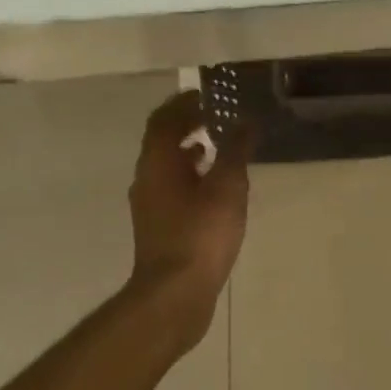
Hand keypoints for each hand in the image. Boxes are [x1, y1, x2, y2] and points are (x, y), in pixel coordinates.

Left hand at [126, 90, 251, 332]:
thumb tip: (244, 122)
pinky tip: (213, 187)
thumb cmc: (202, 234)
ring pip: (166, 164)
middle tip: (214, 116)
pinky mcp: (159, 225)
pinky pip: (171, 186)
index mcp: (158, 162)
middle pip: (161, 140)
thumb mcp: (228, 187)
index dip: (184, 103)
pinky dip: (190, 174)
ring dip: (188, 149)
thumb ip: (235, 150)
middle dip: (186, 123)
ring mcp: (149, 204)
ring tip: (217, 146)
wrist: (175, 293)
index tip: (208, 96)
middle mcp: (147, 177)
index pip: (164, 119)